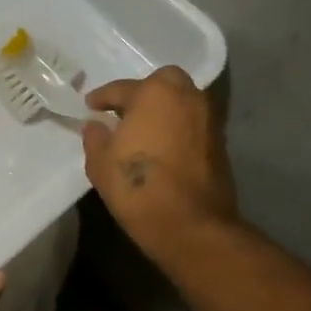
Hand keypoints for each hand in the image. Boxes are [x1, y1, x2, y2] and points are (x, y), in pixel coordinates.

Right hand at [82, 66, 237, 263]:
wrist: (191, 225)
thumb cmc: (138, 187)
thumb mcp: (100, 163)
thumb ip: (95, 138)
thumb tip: (96, 126)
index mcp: (155, 93)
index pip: (122, 88)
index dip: (102, 98)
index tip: (90, 106)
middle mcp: (187, 97)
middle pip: (161, 84)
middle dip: (142, 94)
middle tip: (123, 113)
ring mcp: (208, 119)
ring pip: (181, 102)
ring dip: (162, 110)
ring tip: (141, 130)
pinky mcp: (220, 142)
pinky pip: (191, 123)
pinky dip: (176, 127)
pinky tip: (160, 146)